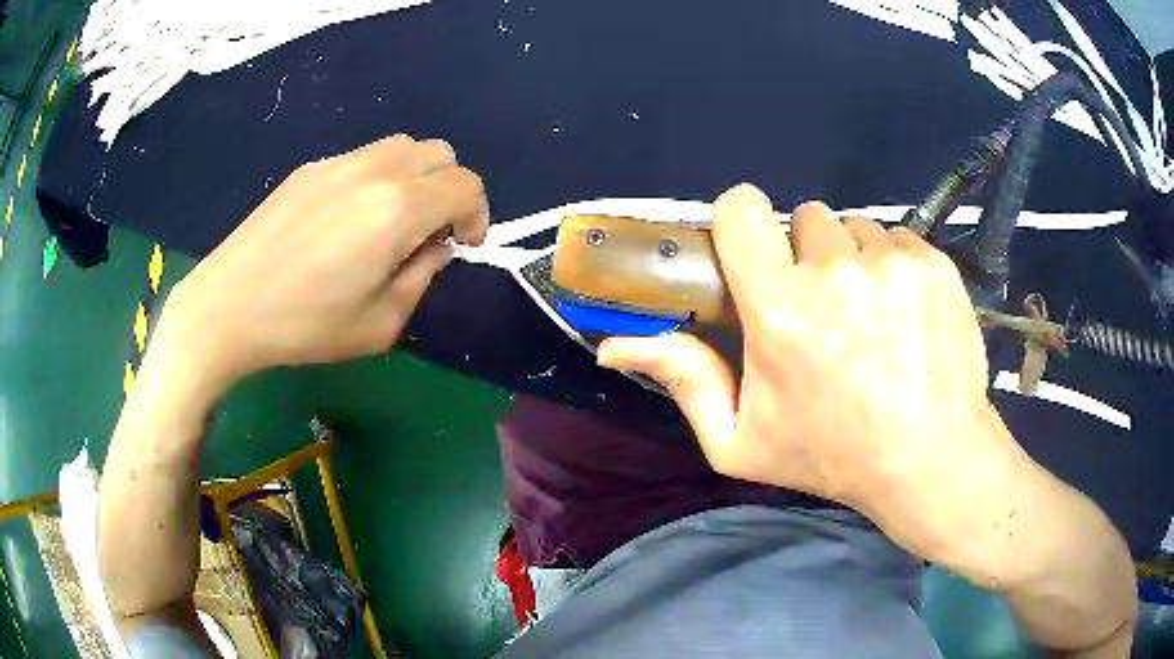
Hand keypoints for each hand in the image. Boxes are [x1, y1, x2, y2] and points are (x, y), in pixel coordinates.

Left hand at [160, 135, 487, 396]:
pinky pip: (364, 157)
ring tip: (391, 221)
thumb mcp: (379, 324)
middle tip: (429, 232)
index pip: (466, 186)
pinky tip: (347, 219)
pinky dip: (378, 178)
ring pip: (402, 147)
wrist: (228, 307)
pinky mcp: (310, 168)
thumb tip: (434, 246)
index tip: (462, 246)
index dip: (477, 215)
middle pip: (440, 154)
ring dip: (416, 178)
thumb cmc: (304, 326)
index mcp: (398, 209)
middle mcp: (375, 171)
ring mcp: (338, 162)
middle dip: (449, 190)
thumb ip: (422, 277)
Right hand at [598, 184, 1021, 561]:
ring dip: (853, 261)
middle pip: (805, 219)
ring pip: (855, 229)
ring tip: (869, 316)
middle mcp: (835, 272)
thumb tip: (615, 344)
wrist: (929, 458)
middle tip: (823, 307)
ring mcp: (891, 263)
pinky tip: (904, 314)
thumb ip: (683, 381)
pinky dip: (894, 266)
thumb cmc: (832, 455)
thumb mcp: (741, 441)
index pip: (743, 210)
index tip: (755, 251)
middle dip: (807, 254)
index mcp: (780, 310)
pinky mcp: (932, 264)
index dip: (743, 221)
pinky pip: (897, 239)